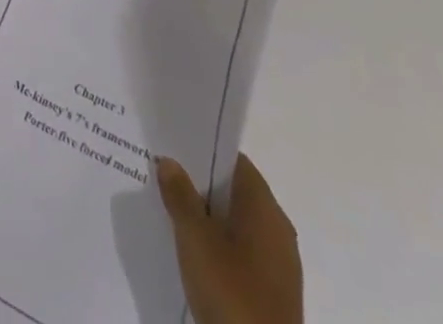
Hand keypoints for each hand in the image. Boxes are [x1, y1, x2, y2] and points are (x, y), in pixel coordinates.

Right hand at [156, 154, 302, 323]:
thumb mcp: (195, 239)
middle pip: (235, 193)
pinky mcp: (273, 295)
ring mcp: (279, 266)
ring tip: (171, 211)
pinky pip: (241, 254)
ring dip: (208, 217)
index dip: (205, 151)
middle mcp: (278, 231)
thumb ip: (180, 196)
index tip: (174, 147)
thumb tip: (170, 162)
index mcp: (266, 209)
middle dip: (201, 185)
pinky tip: (192, 252)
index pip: (235, 162)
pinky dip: (218, 245)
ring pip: (237, 225)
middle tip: (164, 175)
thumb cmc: (232, 293)